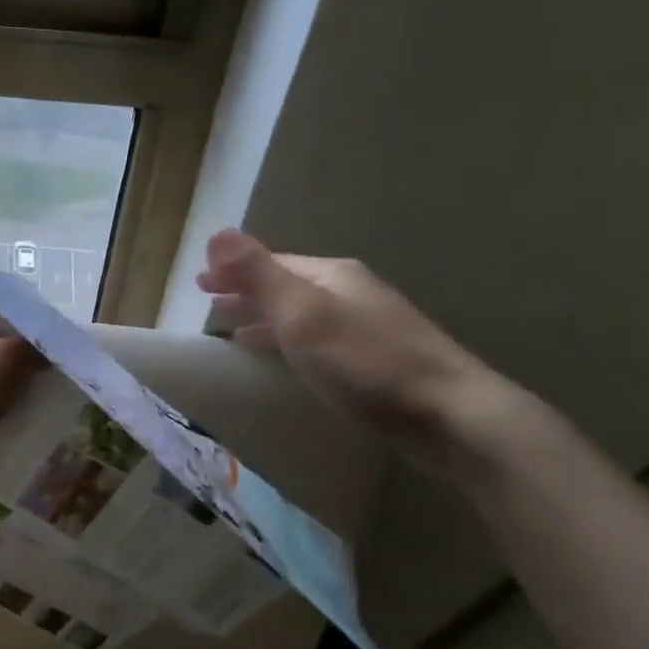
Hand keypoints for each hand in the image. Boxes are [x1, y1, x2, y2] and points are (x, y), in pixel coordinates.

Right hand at [197, 228, 518, 474]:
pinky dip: (289, 341)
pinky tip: (285, 358)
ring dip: (265, 317)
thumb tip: (218, 233)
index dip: (233, 270)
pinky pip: (317, 339)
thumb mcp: (302, 314)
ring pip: (301, 313)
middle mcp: (350, 292)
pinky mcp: (377, 360)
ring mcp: (368, 325)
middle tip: (208, 303)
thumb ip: (259, 274)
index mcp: (331, 275)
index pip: (270, 263)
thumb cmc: (365, 362)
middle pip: (286, 285)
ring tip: (233, 331)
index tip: (198, 282)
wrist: (451, 414)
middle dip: (246, 291)